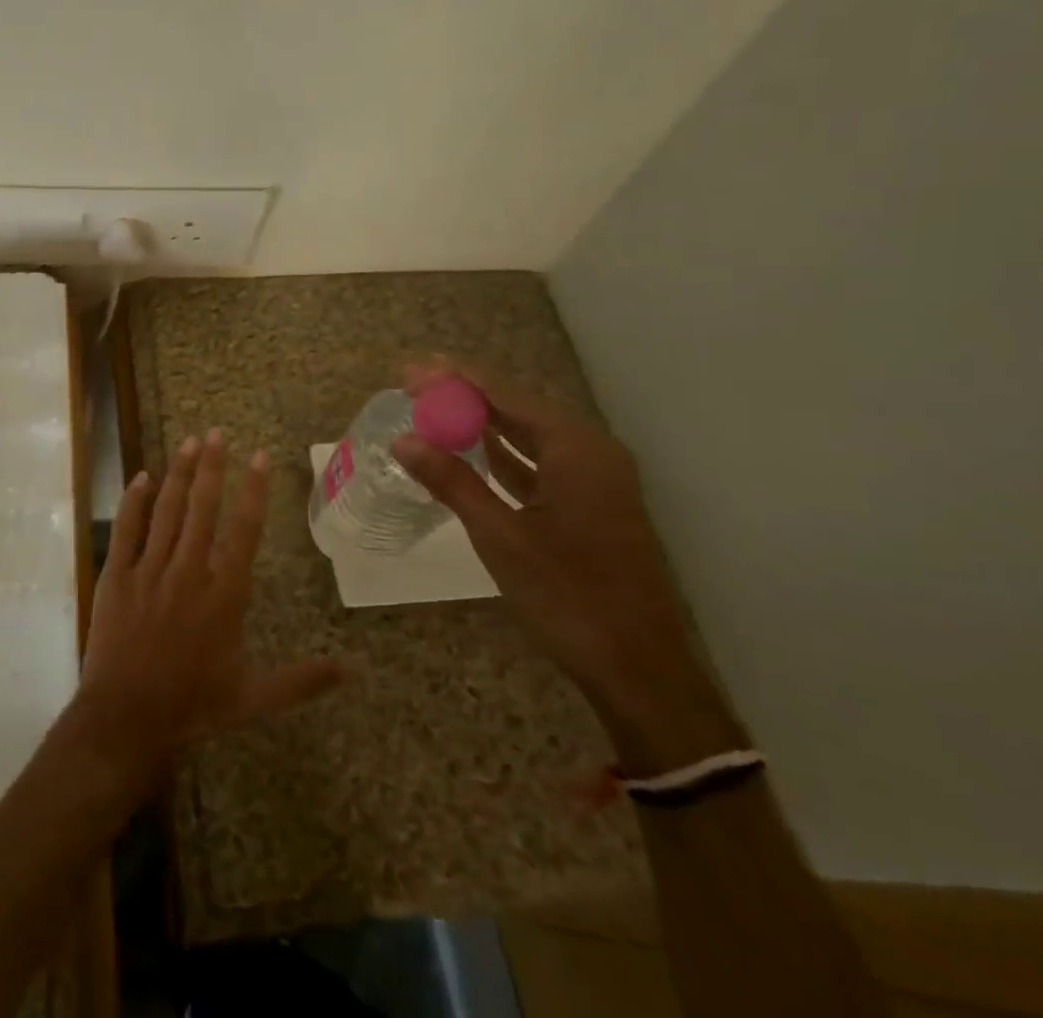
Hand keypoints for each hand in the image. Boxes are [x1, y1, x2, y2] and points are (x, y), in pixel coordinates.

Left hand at [75, 430, 347, 784]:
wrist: (127, 721)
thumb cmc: (194, 707)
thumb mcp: (256, 697)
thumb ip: (305, 679)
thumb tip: (357, 670)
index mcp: (224, 594)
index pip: (243, 530)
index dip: (253, 490)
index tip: (259, 456)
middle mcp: (188, 572)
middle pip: (203, 508)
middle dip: (213, 467)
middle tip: (217, 432)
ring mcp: (150, 570)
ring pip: (167, 511)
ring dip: (180, 474)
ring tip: (190, 442)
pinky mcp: (117, 576)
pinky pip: (126, 530)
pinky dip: (134, 501)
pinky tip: (142, 477)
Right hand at [393, 363, 741, 772]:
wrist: (638, 670)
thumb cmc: (569, 596)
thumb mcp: (500, 536)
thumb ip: (452, 482)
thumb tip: (404, 441)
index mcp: (577, 449)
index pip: (506, 393)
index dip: (455, 378)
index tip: (410, 371)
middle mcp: (591, 452)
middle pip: (519, 407)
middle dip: (466, 396)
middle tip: (414, 387)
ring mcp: (594, 480)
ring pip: (529, 435)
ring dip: (482, 424)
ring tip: (433, 410)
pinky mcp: (590, 505)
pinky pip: (539, 463)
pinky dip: (503, 455)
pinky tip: (471, 452)